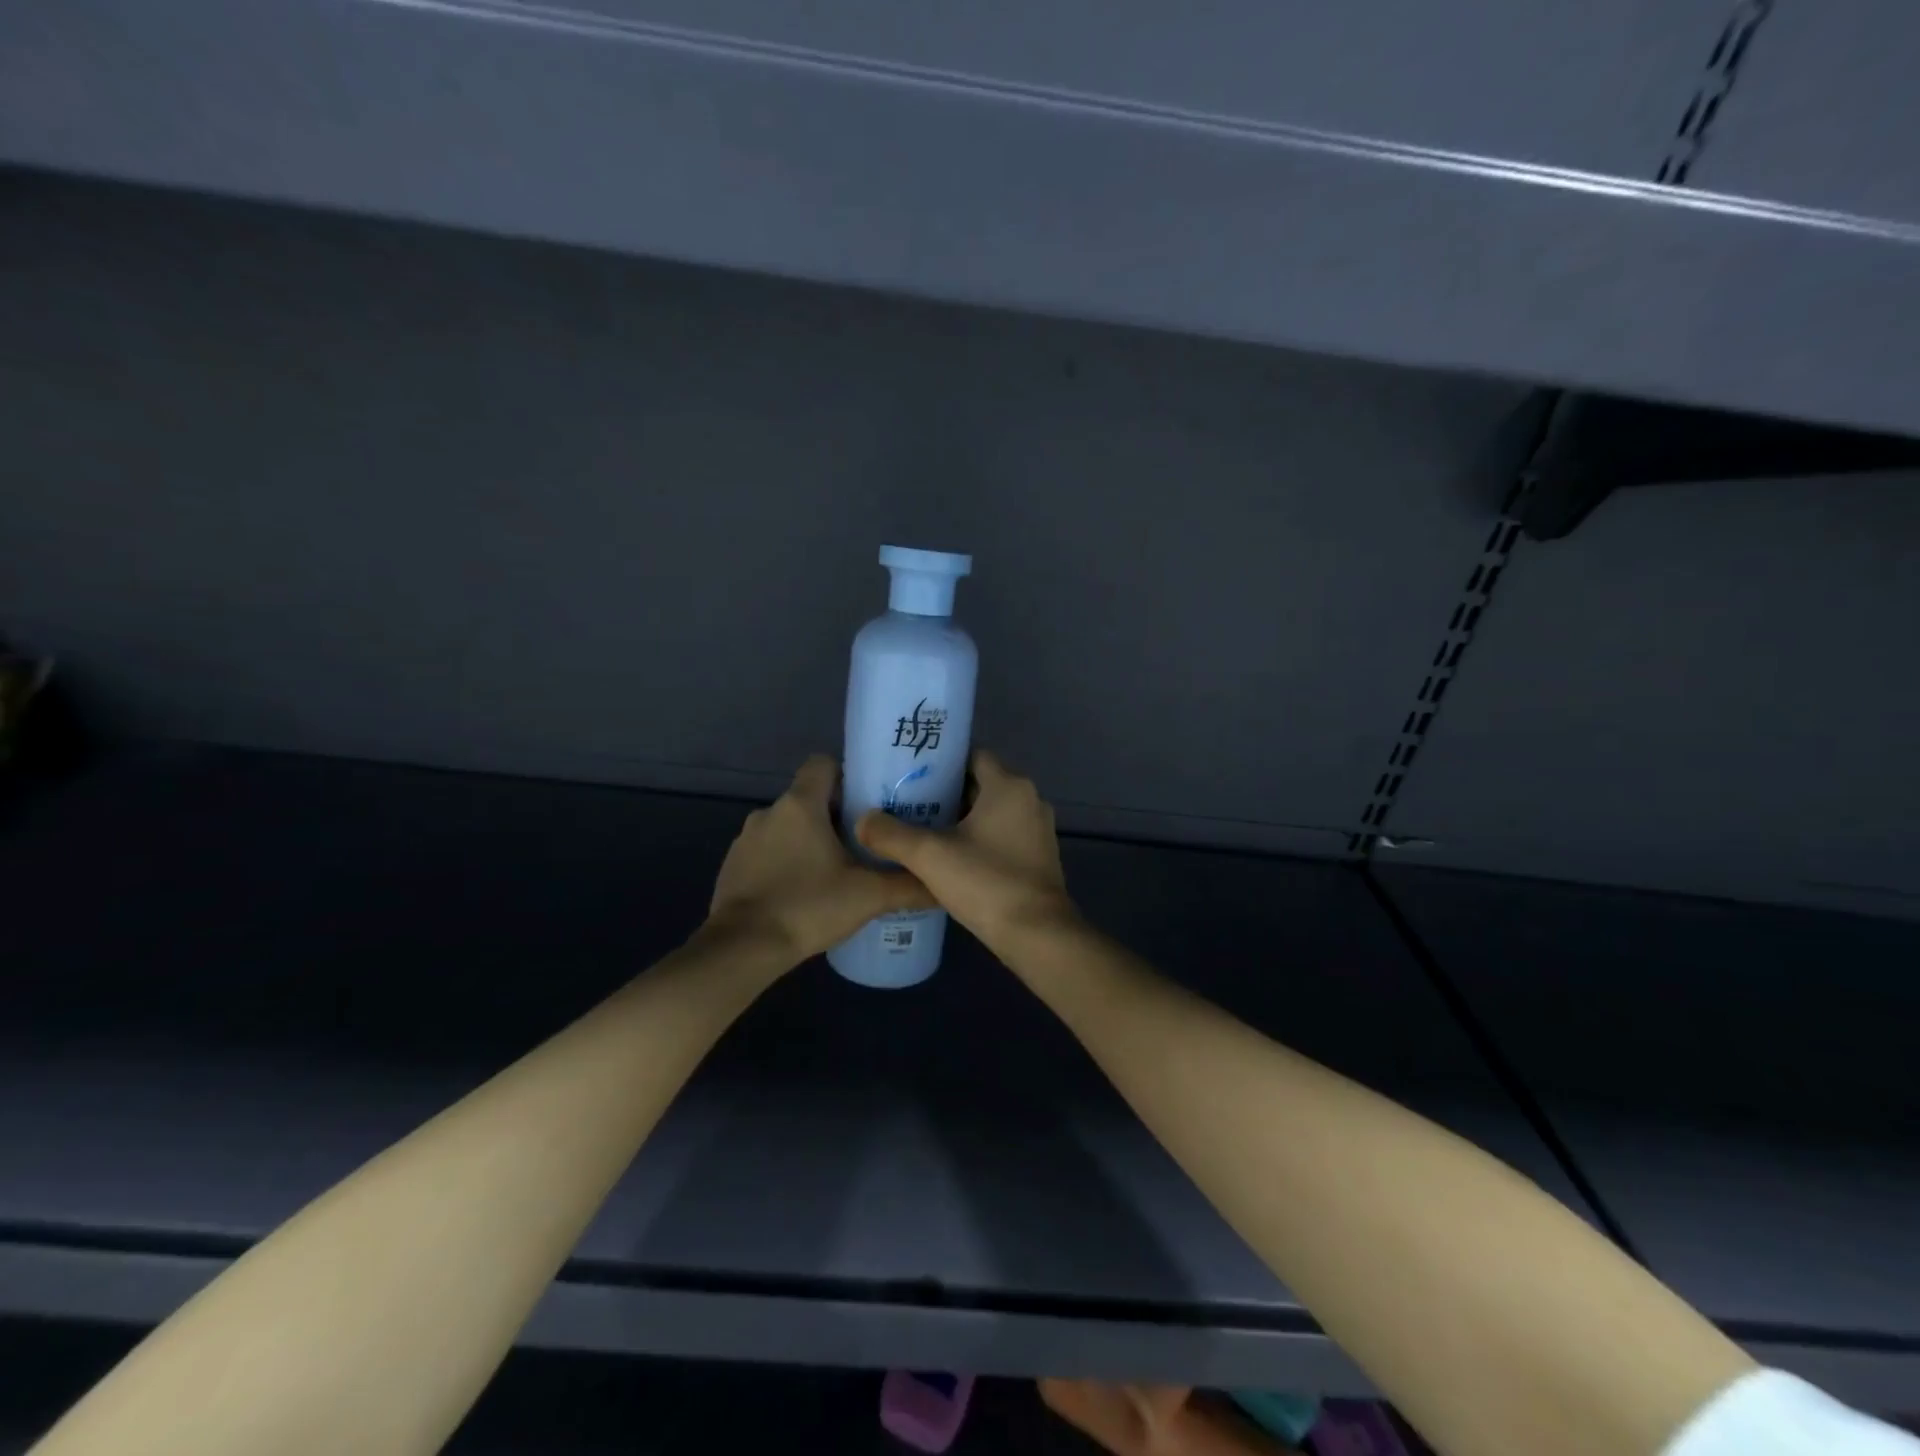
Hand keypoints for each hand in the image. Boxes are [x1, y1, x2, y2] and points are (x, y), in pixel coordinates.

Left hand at [709, 755, 932, 963]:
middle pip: (808, 797)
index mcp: (800, 804)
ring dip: (809, 841)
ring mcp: (745, 839)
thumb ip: (909, 885)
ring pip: (787, 827)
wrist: (743, 948)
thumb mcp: (869, 896)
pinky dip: (785, 863)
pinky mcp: (733, 866)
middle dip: (835, 815)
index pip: (823, 763)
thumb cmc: (809, 906)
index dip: (847, 775)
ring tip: (835, 871)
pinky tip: (803, 892)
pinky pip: (767, 852)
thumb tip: (942, 883)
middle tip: (865, 842)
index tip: (868, 802)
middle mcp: (769, 812)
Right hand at [856, 750, 1074, 953]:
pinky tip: (950, 857)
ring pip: (991, 811)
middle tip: (908, 803)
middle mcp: (1029, 799)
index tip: (910, 774)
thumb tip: (862, 820)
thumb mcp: (929, 856)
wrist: (1036, 935)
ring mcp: (1037, 829)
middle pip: (980, 783)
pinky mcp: (1038, 856)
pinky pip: (1002, 834)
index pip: (972, 755)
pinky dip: (978, 838)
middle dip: (945, 792)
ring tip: (921, 829)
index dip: (941, 762)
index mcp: (1009, 786)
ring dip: (961, 818)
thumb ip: (891, 834)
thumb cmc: (986, 882)